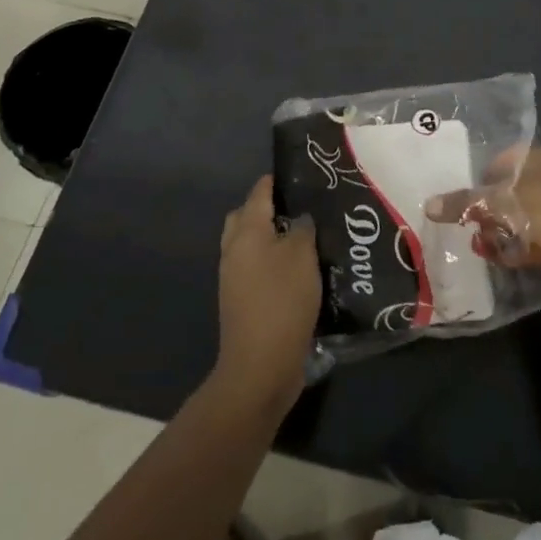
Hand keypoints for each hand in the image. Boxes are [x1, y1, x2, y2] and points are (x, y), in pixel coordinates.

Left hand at [214, 177, 320, 410]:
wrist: (260, 366)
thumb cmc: (282, 301)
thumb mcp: (302, 256)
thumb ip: (302, 229)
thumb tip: (299, 220)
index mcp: (246, 232)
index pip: (259, 193)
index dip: (276, 180)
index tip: (300, 173)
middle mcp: (234, 250)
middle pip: (246, 217)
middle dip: (269, 208)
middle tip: (301, 208)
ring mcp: (234, 278)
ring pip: (251, 245)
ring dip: (272, 238)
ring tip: (305, 238)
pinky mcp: (242, 302)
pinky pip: (256, 269)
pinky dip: (273, 263)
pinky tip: (299, 270)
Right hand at [425, 146, 540, 294]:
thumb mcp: (499, 202)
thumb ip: (463, 204)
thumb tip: (428, 205)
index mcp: (536, 159)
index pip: (501, 160)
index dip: (481, 175)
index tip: (462, 196)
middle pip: (509, 192)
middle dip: (487, 210)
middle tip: (466, 224)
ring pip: (520, 218)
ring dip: (500, 233)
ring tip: (479, 246)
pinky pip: (533, 241)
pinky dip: (517, 249)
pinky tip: (499, 259)